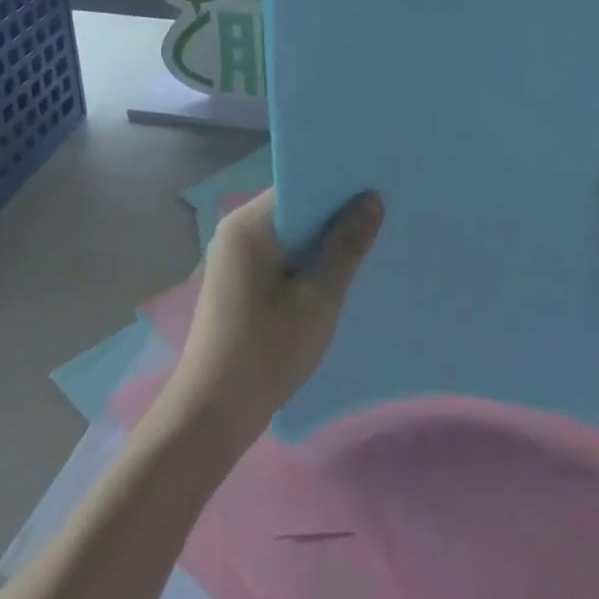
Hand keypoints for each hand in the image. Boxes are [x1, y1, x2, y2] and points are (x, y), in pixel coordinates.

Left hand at [155, 186, 383, 455]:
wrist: (213, 413)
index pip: (299, 186)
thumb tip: (370, 199)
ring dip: (323, 242)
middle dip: (335, 214)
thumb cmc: (267, 351)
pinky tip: (338, 274)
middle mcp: (235, 232)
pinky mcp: (238, 283)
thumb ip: (346, 246)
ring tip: (370, 241)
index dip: (338, 186)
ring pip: (288, 236)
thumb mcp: (318, 298)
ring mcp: (234, 259)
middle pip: (294, 209)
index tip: (379, 187)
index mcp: (248, 225)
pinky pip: (279, 258)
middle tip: (385, 215)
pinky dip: (306, 262)